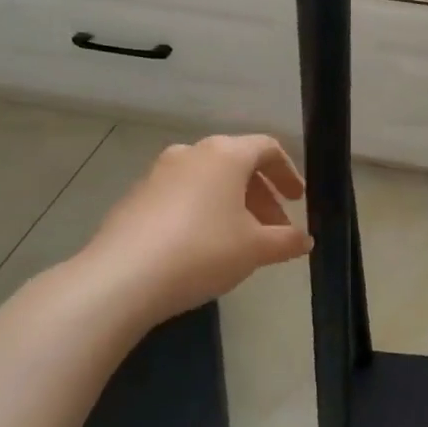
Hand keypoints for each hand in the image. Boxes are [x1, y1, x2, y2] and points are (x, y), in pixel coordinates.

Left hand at [80, 135, 310, 324]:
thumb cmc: (203, 251)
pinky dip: (201, 213)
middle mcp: (191, 153)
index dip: (288, 173)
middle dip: (261, 197)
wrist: (122, 278)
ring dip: (231, 206)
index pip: (267, 148)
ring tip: (240, 243)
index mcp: (225, 154)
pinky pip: (181, 197)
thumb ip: (286, 241)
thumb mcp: (255, 249)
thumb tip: (305, 240)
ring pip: (208, 182)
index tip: (297, 201)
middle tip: (274, 230)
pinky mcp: (135, 198)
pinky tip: (202, 249)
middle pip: (237, 165)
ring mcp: (158, 173)